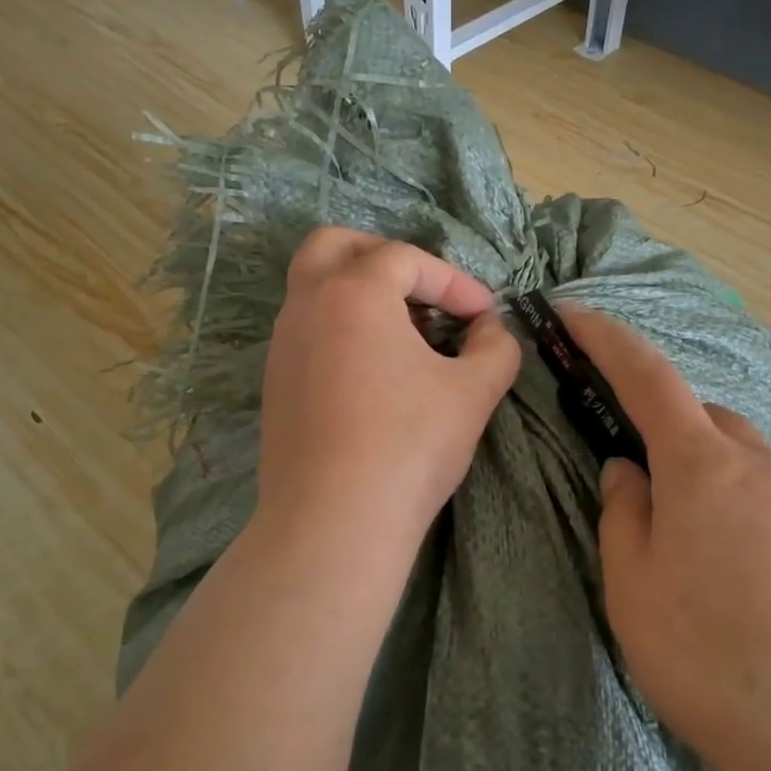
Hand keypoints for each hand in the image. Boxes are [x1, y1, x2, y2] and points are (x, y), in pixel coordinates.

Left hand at [253, 228, 520, 558]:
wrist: (333, 523)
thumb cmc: (408, 446)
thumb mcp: (472, 393)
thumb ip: (494, 348)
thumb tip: (490, 330)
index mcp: (353, 293)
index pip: (406, 258)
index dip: (454, 281)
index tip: (484, 315)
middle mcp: (307, 306)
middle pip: (334, 246)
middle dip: (384, 257)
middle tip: (421, 290)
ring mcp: (282, 346)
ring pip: (314, 289)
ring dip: (360, 294)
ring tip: (405, 334)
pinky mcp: (275, 384)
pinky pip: (307, 331)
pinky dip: (341, 329)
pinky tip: (373, 373)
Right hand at [562, 309, 770, 770]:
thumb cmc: (713, 658)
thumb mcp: (634, 588)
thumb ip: (624, 515)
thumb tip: (628, 471)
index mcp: (703, 466)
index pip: (647, 377)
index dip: (608, 340)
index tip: (575, 315)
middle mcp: (765, 467)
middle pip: (706, 422)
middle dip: (668, 431)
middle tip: (642, 486)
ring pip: (747, 466)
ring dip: (711, 483)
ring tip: (695, 555)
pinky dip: (749, 519)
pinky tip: (747, 586)